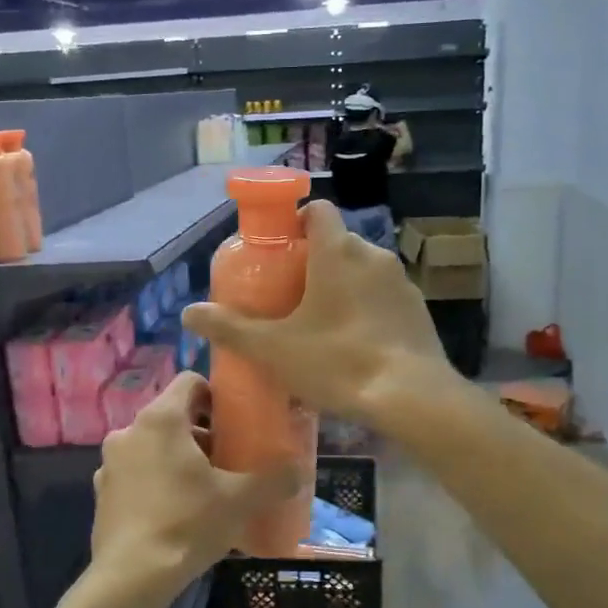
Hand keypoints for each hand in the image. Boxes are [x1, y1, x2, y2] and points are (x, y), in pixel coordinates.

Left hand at [89, 372, 300, 595]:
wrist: (131, 578)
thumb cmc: (187, 524)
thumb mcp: (239, 500)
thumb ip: (274, 480)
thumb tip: (300, 471)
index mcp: (160, 419)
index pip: (190, 381)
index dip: (216, 395)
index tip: (235, 421)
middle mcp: (129, 431)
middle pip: (172, 416)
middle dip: (202, 433)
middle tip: (228, 460)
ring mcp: (110, 463)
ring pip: (153, 446)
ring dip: (179, 458)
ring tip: (206, 489)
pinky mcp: (103, 493)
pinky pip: (137, 473)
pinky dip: (157, 481)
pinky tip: (178, 512)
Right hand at [184, 201, 455, 431]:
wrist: (412, 397)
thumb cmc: (338, 362)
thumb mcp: (274, 349)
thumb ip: (230, 328)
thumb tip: (188, 314)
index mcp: (337, 252)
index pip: (317, 210)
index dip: (295, 222)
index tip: (279, 250)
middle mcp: (372, 256)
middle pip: (337, 242)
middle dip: (313, 261)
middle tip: (289, 295)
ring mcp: (400, 283)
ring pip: (362, 270)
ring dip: (341, 286)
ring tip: (320, 324)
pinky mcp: (418, 310)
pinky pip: (383, 297)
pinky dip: (366, 308)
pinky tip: (354, 344)